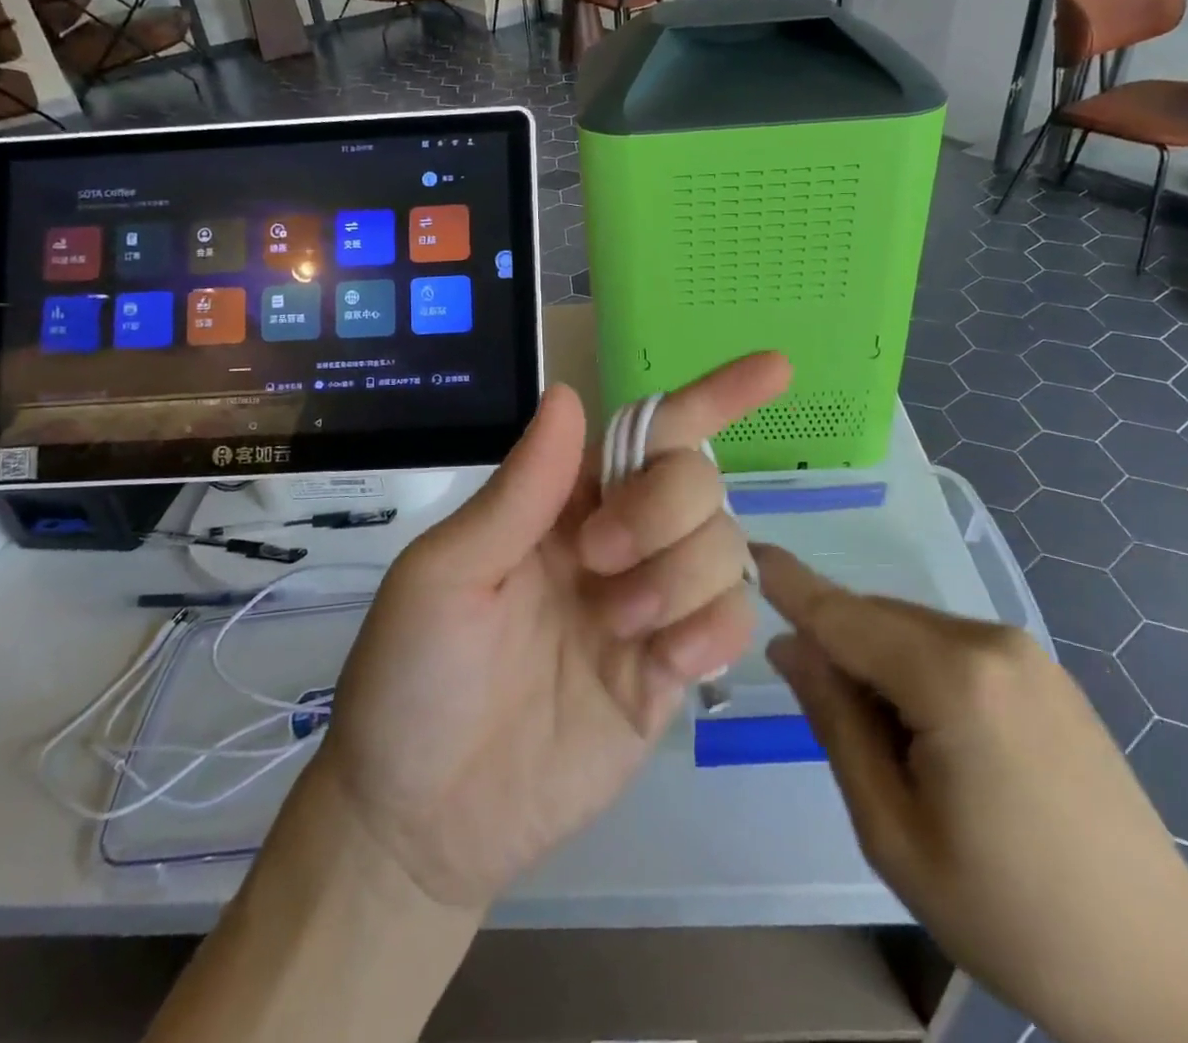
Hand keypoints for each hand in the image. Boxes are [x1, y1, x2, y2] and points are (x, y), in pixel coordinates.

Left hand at [314, 353, 791, 911]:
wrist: (423, 817)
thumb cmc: (413, 677)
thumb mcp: (446, 574)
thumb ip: (519, 491)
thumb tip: (569, 395)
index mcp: (563, 502)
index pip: (648, 432)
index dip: (712, 396)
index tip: (774, 370)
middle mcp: (617, 540)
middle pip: (695, 480)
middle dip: (662, 508)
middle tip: (597, 560)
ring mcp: (650, 604)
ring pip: (724, 545)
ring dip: (679, 575)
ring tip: (617, 626)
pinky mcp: (671, 671)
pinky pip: (731, 621)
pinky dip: (711, 629)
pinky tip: (665, 662)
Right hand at [756, 547, 1187, 1042]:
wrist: (1162, 971)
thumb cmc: (1008, 913)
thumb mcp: (892, 829)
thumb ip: (835, 720)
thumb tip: (789, 647)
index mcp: (953, 680)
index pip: (845, 614)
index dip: (791, 584)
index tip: (747, 550)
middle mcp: (991, 642)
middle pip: (877, 619)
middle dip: (837, 647)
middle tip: (824, 717)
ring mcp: (1025, 652)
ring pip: (911, 630)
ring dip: (877, 664)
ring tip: (893, 750)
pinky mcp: (1043, 671)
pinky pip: (950, 646)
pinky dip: (916, 670)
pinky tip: (936, 740)